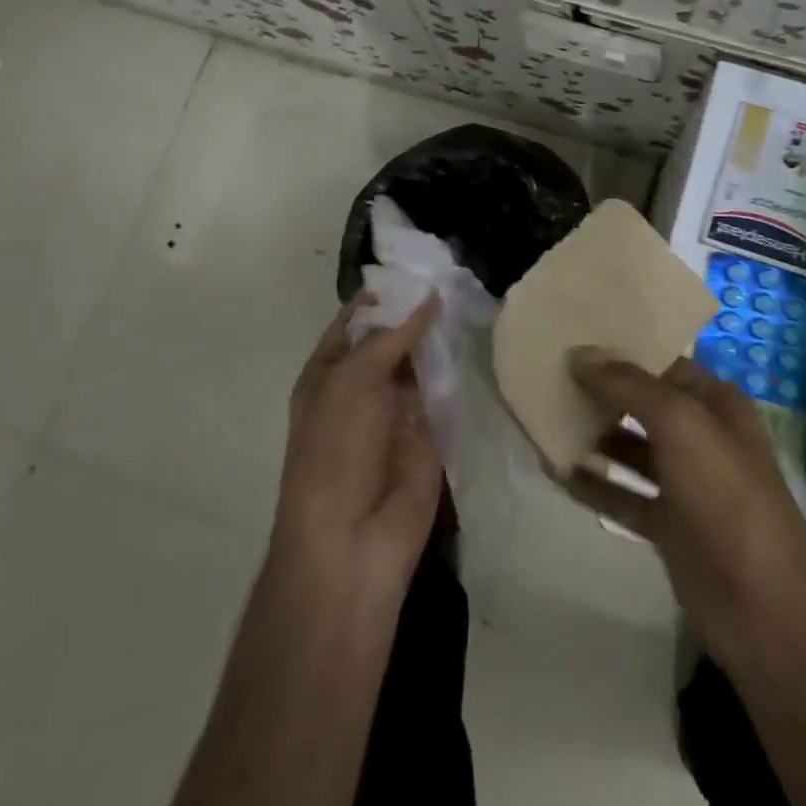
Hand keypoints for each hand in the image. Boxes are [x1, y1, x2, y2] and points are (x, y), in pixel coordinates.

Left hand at [268, 294, 443, 612]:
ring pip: (420, 362)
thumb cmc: (335, 450)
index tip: (415, 265)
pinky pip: (443, 391)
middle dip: (416, 312)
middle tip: (453, 271)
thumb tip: (428, 298)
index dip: (381, 296)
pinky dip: (456, 368)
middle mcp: (361, 388)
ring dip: (438, 336)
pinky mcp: (429, 433)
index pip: (354, 322)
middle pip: (392, 339)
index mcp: (328, 374)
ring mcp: (396, 411)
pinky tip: (477, 336)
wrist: (352, 540)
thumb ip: (392, 337)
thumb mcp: (353, 381)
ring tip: (470, 293)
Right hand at [563, 350, 805, 671]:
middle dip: (601, 392)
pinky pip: (623, 495)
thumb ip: (628, 386)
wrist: (763, 606)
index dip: (622, 352)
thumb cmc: (726, 495)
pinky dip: (594, 484)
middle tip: (549, 374)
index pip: (662, 363)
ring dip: (593, 436)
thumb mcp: (680, 424)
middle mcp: (701, 436)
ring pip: (630, 449)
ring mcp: (685, 483)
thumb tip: (580, 354)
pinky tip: (555, 472)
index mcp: (715, 403)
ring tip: (544, 418)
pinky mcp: (669, 527)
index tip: (573, 340)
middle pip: (642, 404)